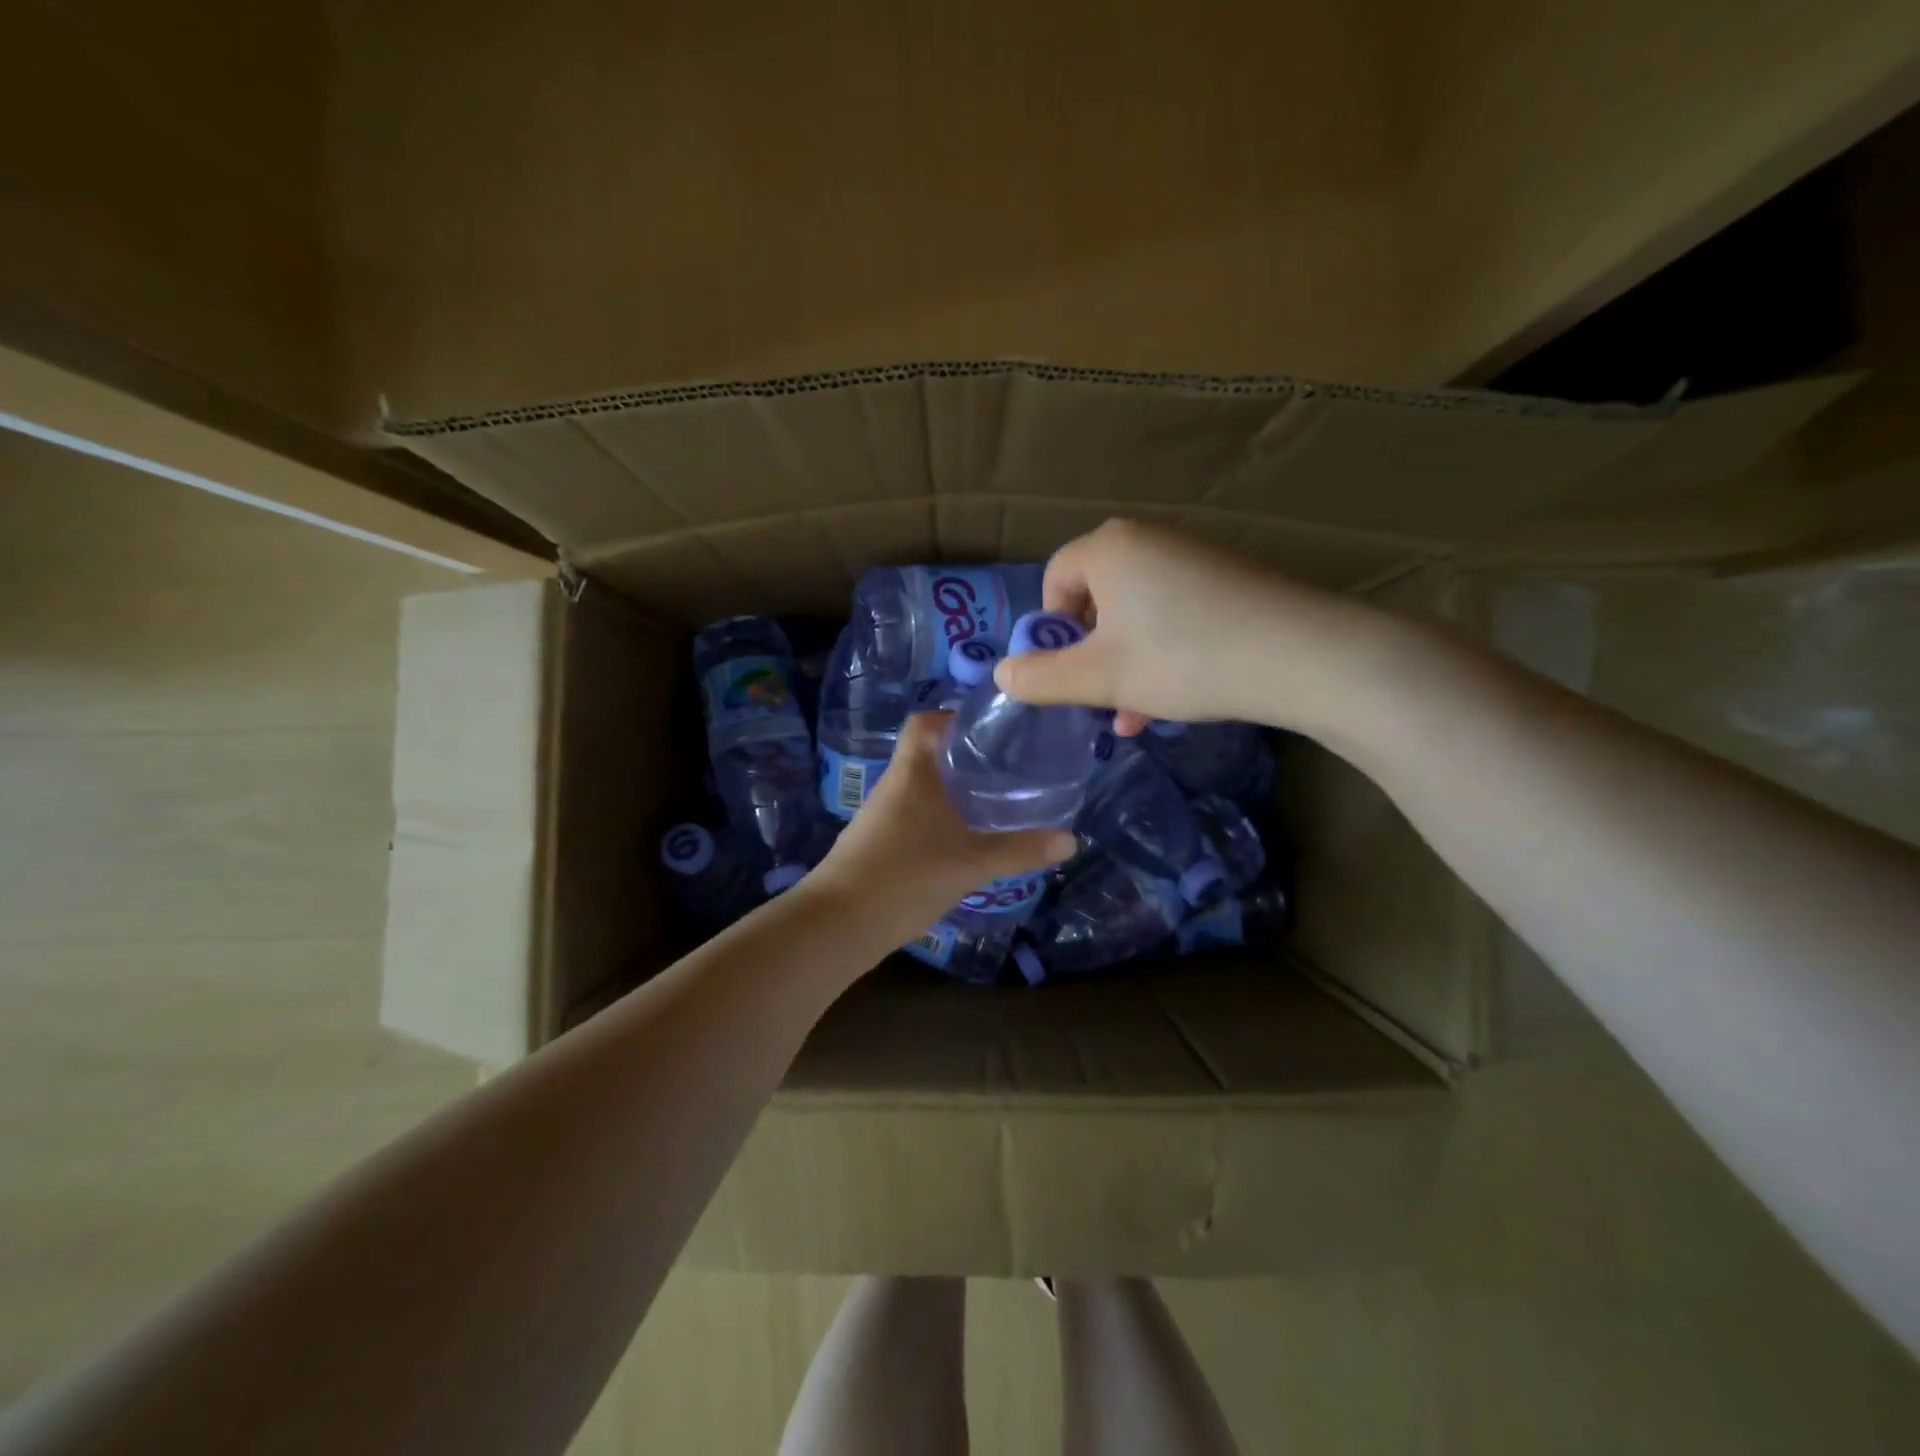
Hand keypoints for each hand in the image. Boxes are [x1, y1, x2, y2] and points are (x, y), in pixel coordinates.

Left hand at [813, 713, 1075, 939]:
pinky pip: (917, 817)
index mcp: (912, 773)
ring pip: (924, 789)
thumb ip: (1020, 850)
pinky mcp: (881, 844)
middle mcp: (895, 786)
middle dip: (968, 757)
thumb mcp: (971, 863)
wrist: (839, 924)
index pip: (925, 722)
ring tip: (998, 800)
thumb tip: (1071, 840)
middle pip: (930, 755)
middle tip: (1010, 765)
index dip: (954, 717)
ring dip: (956, 791)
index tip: (992, 729)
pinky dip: (943, 819)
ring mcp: (884, 816)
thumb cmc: (905, 877)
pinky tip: (969, 838)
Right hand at [992, 518, 1375, 736]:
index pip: (1055, 578)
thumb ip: (1043, 678)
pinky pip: (1174, 615)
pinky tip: (1171, 701)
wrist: (1304, 655)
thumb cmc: (1185, 659)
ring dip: (1126, 665)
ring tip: (1133, 715)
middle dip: (1090, 656)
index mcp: (1110, 549)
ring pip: (1136, 615)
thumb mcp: (1102, 678)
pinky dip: (1162, 654)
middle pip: (1096, 599)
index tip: (1066, 671)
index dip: (1051, 630)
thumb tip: (1002, 674)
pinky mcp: (1227, 581)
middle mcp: (1149, 541)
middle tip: (1099, 698)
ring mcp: (1193, 558)